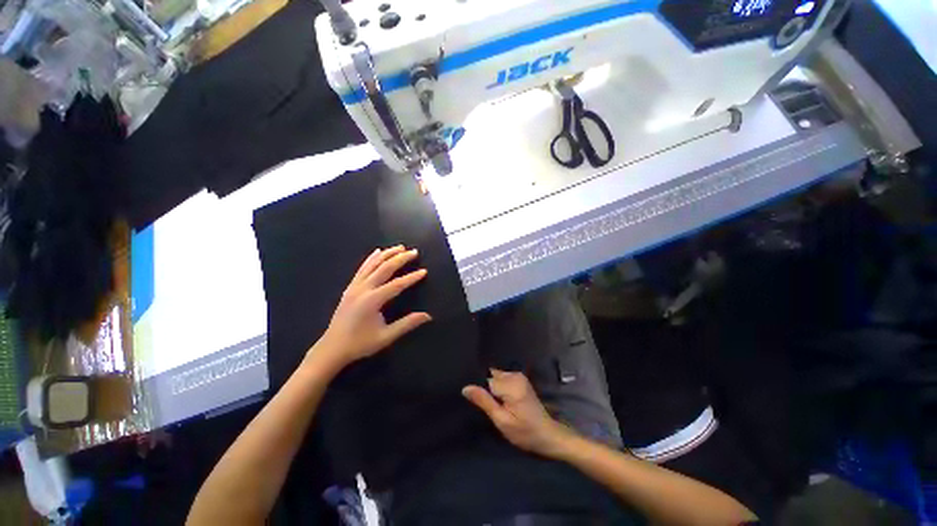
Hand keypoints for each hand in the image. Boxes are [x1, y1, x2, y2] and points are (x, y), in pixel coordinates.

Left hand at [312, 246, 431, 370]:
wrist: (332, 348)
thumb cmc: (360, 344)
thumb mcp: (386, 336)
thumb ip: (407, 324)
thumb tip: (428, 316)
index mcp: (372, 301)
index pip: (396, 285)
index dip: (411, 277)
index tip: (424, 271)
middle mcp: (363, 289)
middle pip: (384, 268)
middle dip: (400, 258)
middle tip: (414, 252)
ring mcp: (354, 286)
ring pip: (373, 264)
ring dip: (387, 254)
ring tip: (400, 247)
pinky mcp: (350, 287)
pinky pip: (362, 268)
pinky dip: (371, 258)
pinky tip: (378, 251)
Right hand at [462, 369, 575, 457]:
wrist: (548, 434)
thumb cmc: (525, 432)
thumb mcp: (502, 421)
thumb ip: (484, 401)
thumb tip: (465, 387)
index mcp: (511, 385)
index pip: (486, 380)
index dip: (481, 391)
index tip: (481, 403)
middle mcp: (515, 375)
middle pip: (491, 376)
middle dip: (486, 388)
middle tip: (488, 405)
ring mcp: (519, 376)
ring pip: (496, 377)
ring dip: (493, 388)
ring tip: (494, 403)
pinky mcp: (520, 379)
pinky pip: (502, 378)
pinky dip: (499, 387)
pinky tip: (501, 400)